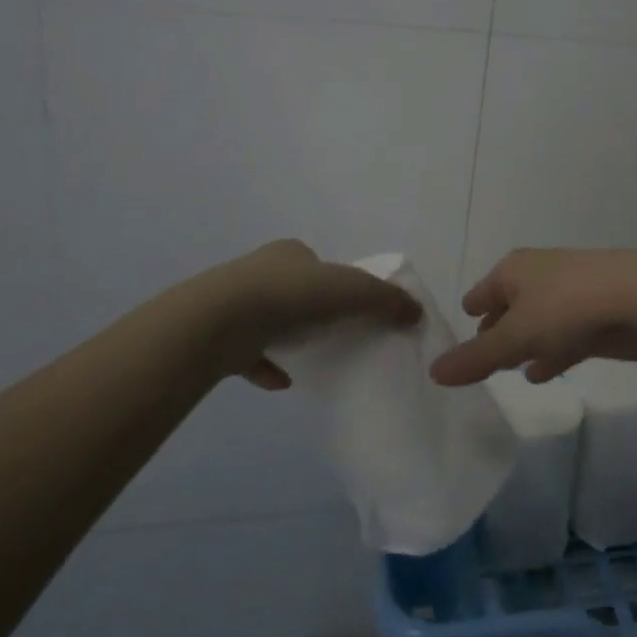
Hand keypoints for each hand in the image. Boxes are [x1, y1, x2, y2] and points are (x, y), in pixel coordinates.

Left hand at [211, 240, 420, 388]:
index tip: (351, 306)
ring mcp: (235, 305)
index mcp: (289, 254)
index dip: (337, 282)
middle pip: (295, 291)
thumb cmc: (290, 294)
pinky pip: (250, 354)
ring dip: (290, 339)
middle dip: (313, 311)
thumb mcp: (351, 289)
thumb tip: (417, 312)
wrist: (219, 321)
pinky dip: (268, 367)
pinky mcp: (220, 337)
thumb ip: (385, 300)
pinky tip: (284, 382)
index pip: (318, 264)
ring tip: (313, 358)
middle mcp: (259, 273)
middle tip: (336, 333)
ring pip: (270, 322)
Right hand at [430, 248, 636, 385]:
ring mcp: (568, 295)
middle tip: (480, 360)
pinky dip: (549, 352)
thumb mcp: (514, 337)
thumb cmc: (567, 308)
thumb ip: (475, 358)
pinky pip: (561, 336)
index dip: (470, 316)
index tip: (458, 342)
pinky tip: (541, 373)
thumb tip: (433, 372)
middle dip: (496, 331)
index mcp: (513, 271)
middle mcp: (537, 277)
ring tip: (508, 369)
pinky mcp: (594, 316)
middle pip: (508, 308)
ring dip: (524, 344)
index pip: (480, 294)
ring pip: (537, 323)